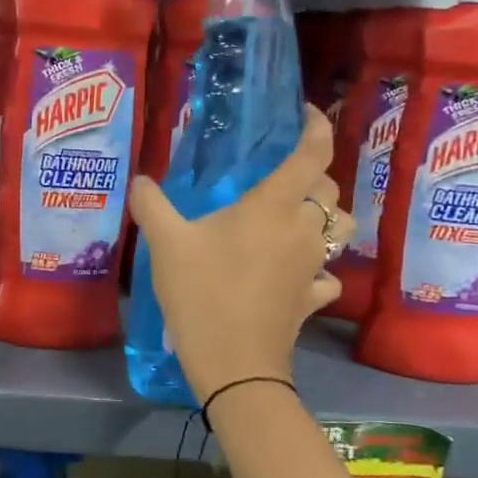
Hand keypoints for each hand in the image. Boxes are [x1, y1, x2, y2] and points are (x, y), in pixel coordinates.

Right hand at [129, 105, 351, 402]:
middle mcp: (304, 229)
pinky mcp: (313, 298)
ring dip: (324, 218)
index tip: (306, 114)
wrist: (234, 364)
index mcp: (274, 206)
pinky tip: (296, 275)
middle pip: (328, 189)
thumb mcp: (167, 245)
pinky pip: (326, 275)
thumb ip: (152, 206)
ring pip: (338, 229)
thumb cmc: (203, 294)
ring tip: (294, 221)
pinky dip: (317, 269)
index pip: (313, 153)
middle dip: (313, 175)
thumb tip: (139, 180)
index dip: (316, 127)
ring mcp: (314, 266)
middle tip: (280, 177)